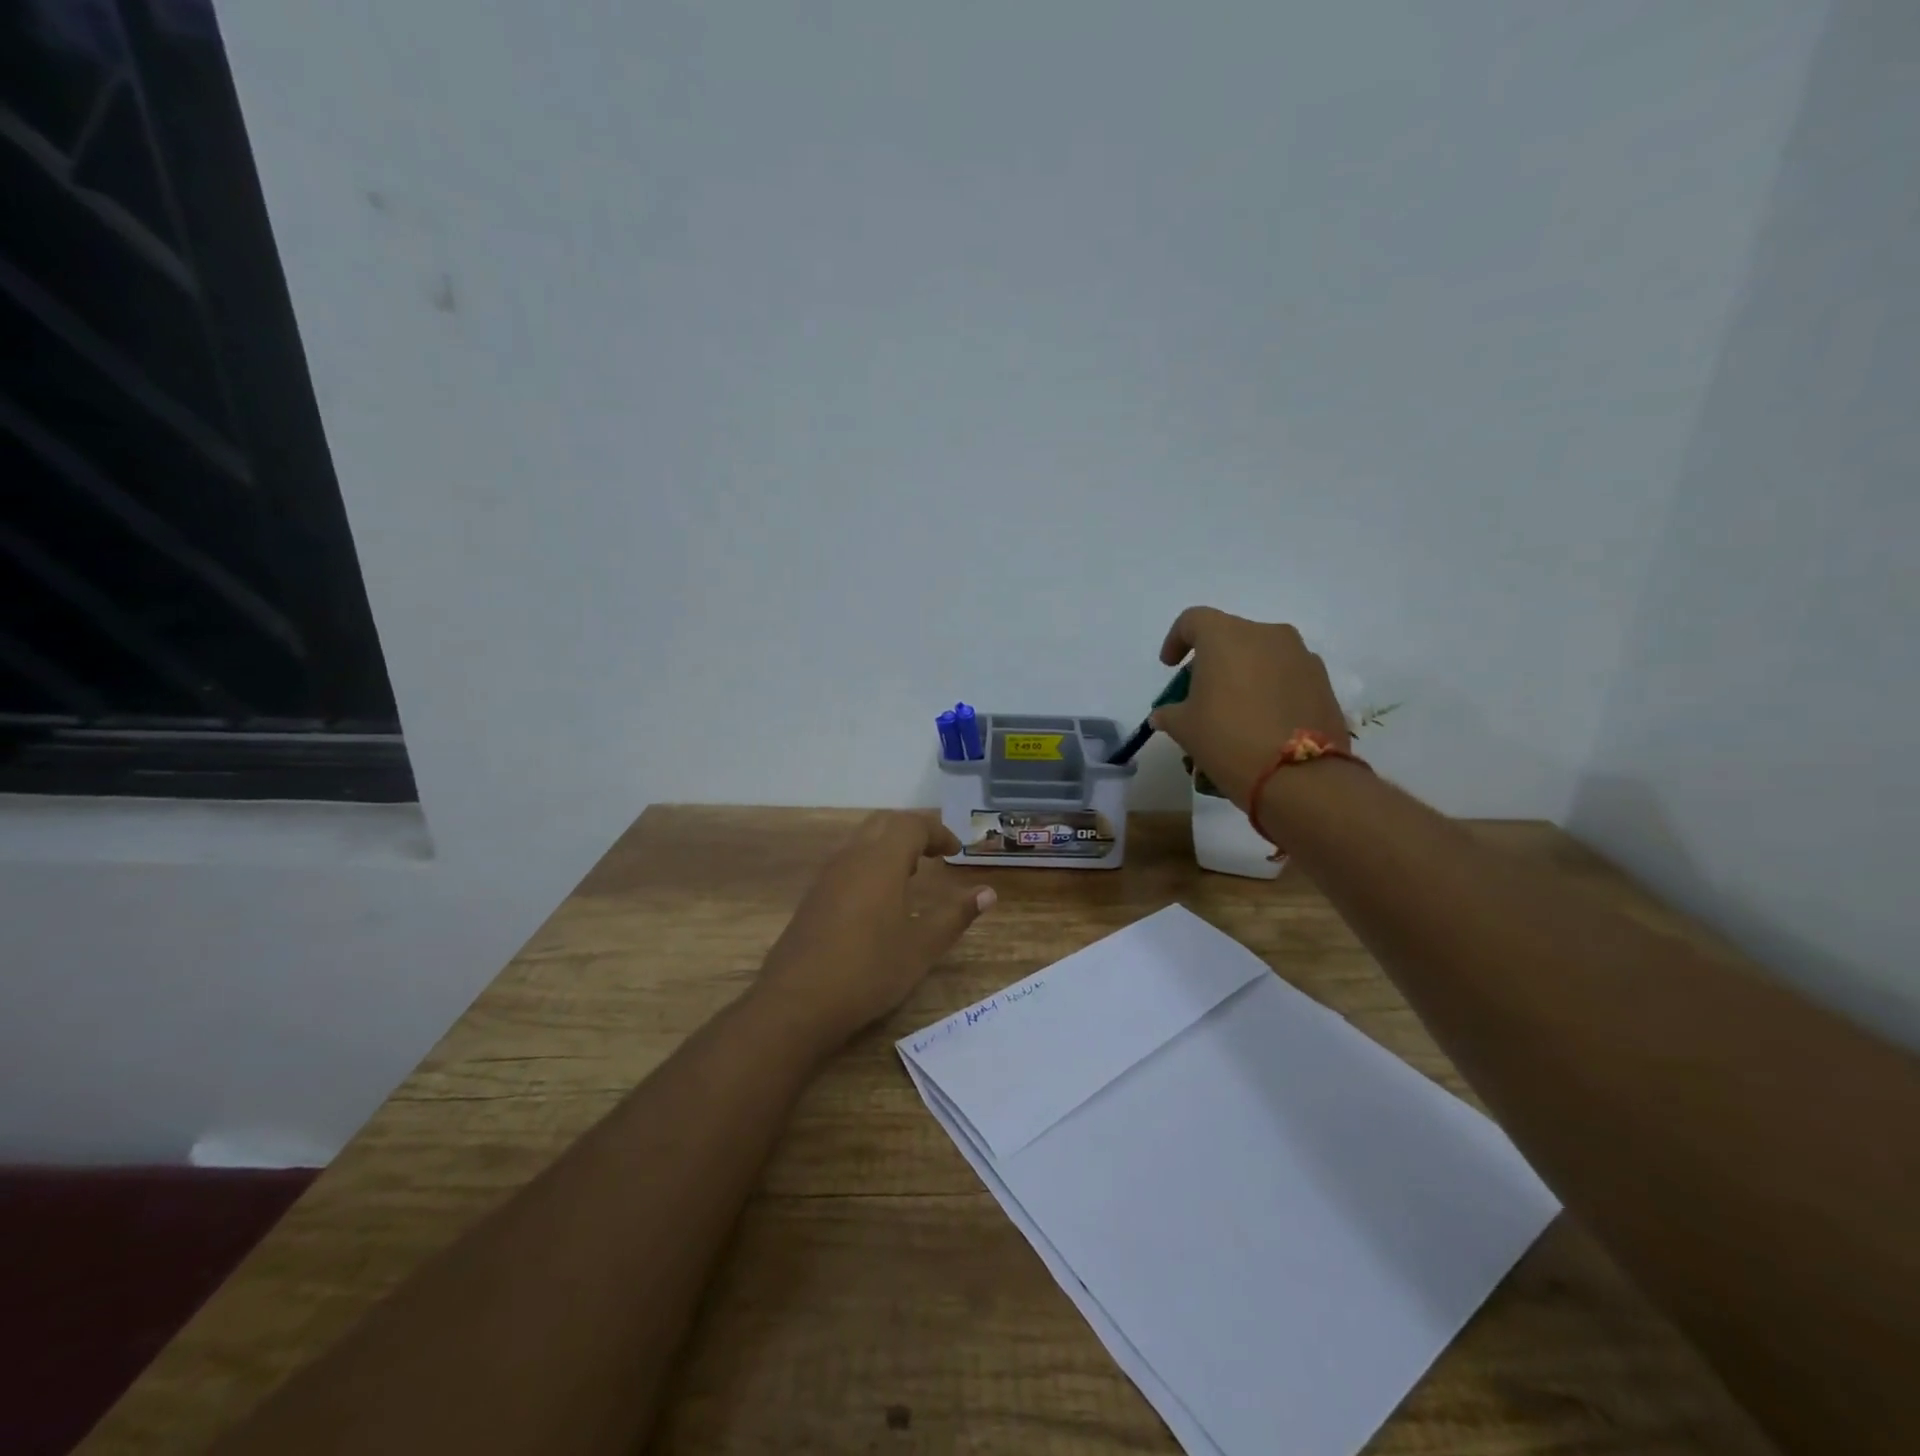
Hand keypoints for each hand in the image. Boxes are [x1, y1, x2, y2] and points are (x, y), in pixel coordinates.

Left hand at [755, 812, 995, 1049]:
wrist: (797, 1001)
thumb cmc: (869, 970)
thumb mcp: (922, 946)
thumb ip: (955, 915)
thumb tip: (987, 893)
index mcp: (881, 860)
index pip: (912, 825)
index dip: (938, 832)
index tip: (956, 852)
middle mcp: (852, 857)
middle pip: (884, 823)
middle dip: (913, 831)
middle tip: (935, 853)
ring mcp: (827, 876)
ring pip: (862, 841)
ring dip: (889, 846)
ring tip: (912, 874)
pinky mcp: (813, 897)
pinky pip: (847, 862)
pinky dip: (870, 864)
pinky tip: (879, 900)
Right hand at [1151, 607, 1349, 809]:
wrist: (1300, 776)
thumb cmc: (1228, 740)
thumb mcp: (1185, 729)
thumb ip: (1170, 713)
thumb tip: (1164, 714)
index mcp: (1226, 636)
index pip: (1193, 620)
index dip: (1176, 640)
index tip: (1170, 666)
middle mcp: (1266, 634)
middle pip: (1230, 636)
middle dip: (1213, 660)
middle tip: (1201, 693)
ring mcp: (1300, 656)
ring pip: (1262, 654)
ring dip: (1244, 672)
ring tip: (1235, 709)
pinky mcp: (1322, 681)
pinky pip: (1286, 674)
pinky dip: (1270, 688)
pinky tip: (1263, 720)